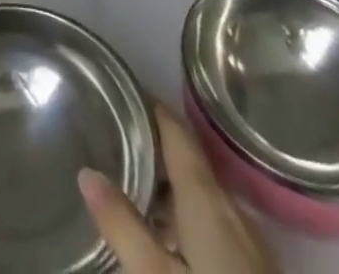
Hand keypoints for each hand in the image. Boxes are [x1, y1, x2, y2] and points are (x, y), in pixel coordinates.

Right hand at [78, 104, 276, 272]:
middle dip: (153, 145)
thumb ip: (123, 226)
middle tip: (111, 134)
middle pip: (190, 162)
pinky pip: (215, 226)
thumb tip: (87, 172)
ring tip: (128, 183)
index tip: (118, 89)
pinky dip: (184, 216)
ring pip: (203, 197)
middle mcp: (232, 212)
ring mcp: (251, 248)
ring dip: (169, 185)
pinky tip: (165, 239)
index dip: (150, 106)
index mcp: (207, 200)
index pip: (177, 131)